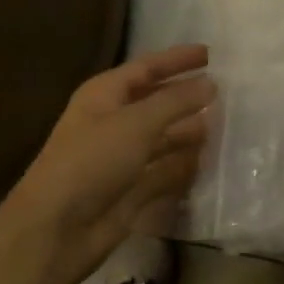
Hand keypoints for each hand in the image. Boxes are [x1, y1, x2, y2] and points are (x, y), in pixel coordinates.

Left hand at [0, 44, 215, 283]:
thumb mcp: (136, 122)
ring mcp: (122, 158)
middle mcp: (113, 122)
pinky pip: (164, 171)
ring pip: (162, 137)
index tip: (210, 54)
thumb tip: (211, 84)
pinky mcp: (131, 190)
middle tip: (225, 90)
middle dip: (186, 96)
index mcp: (104, 95)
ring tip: (226, 124)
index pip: (146, 68)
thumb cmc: (92, 160)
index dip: (176, 59)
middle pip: (156, 101)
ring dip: (189, 131)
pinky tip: (210, 160)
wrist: (57, 229)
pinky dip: (184, 165)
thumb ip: (176, 101)